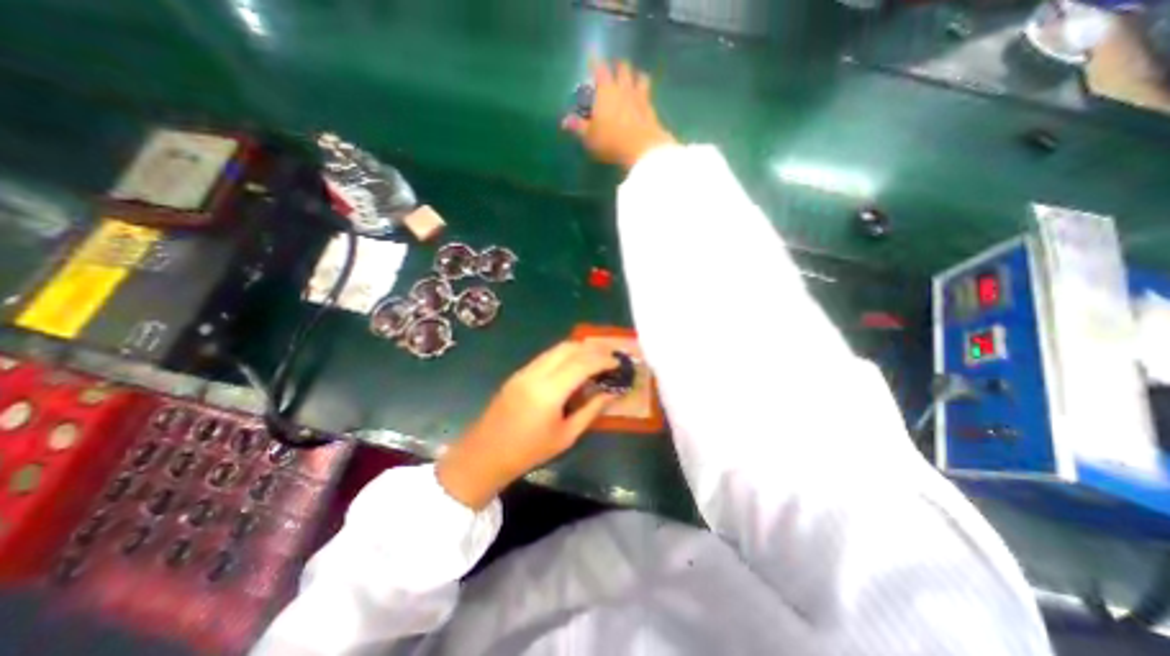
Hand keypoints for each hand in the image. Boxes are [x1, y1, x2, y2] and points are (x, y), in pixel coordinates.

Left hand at [438, 341, 620, 508]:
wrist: (485, 454)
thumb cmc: (528, 452)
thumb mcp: (566, 436)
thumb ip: (590, 410)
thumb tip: (611, 393)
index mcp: (549, 392)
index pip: (582, 364)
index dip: (603, 360)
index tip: (618, 362)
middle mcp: (536, 373)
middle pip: (568, 348)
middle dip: (592, 349)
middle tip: (609, 357)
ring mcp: (524, 371)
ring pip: (556, 349)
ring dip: (578, 349)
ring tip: (595, 360)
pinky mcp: (518, 373)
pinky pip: (546, 356)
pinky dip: (564, 356)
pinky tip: (573, 368)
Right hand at [560, 58, 677, 168]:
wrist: (641, 148)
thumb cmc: (610, 141)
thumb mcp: (589, 136)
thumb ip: (578, 126)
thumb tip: (564, 121)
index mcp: (606, 90)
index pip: (600, 68)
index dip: (595, 63)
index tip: (592, 59)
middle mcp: (623, 88)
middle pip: (623, 67)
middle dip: (618, 66)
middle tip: (614, 69)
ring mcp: (640, 97)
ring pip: (640, 77)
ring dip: (636, 76)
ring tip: (633, 79)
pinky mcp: (651, 109)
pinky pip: (649, 95)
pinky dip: (645, 94)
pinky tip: (643, 100)